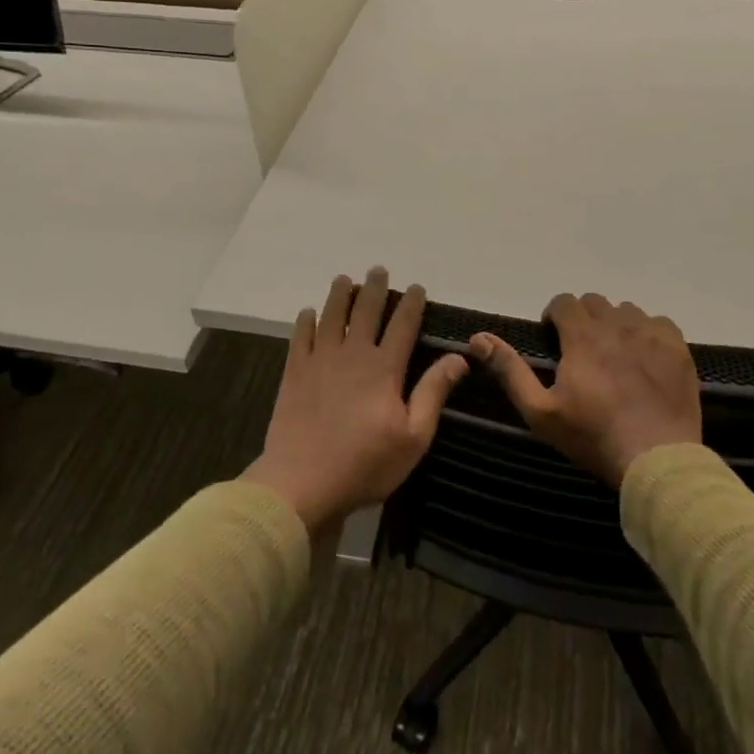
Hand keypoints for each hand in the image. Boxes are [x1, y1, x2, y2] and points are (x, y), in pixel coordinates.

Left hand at [242, 268, 467, 533]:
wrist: (302, 483)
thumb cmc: (365, 464)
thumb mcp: (413, 437)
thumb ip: (433, 393)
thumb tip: (458, 358)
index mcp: (384, 368)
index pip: (403, 325)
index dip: (411, 303)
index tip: (416, 287)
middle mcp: (353, 354)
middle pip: (365, 310)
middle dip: (374, 288)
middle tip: (378, 270)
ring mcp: (320, 360)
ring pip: (331, 316)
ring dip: (339, 295)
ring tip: (344, 279)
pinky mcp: (295, 373)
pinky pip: (301, 337)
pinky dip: (306, 321)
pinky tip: (309, 313)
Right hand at [470, 292, 701, 486]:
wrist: (657, 460)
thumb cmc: (592, 437)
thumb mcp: (540, 411)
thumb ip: (510, 370)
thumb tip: (478, 338)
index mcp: (583, 336)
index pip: (564, 302)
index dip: (555, 317)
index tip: (554, 340)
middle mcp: (617, 324)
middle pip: (595, 302)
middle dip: (583, 319)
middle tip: (582, 350)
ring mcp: (651, 334)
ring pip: (626, 311)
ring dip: (614, 324)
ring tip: (614, 354)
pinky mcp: (678, 348)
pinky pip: (659, 323)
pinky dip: (647, 332)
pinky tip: (644, 358)